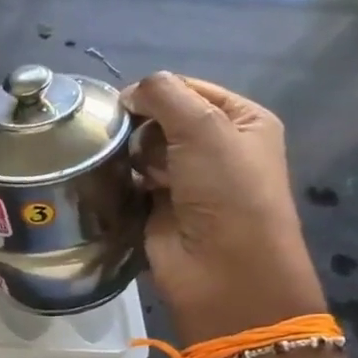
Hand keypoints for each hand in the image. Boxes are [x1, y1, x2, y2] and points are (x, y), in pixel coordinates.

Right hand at [122, 74, 337, 357]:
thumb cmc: (226, 190)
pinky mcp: (158, 205)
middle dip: (143, 126)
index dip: (156, 91)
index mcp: (242, 121)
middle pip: (162, 117)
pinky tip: (115, 183)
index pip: (189, 88)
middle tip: (134, 143)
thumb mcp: (204, 127)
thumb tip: (127, 94)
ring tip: (130, 170)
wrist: (223, 269)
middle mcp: (216, 146)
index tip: (125, 102)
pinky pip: (132, 179)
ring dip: (132, 154)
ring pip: (143, 148)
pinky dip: (122, 179)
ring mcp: (186, 178)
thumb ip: (163, 94)